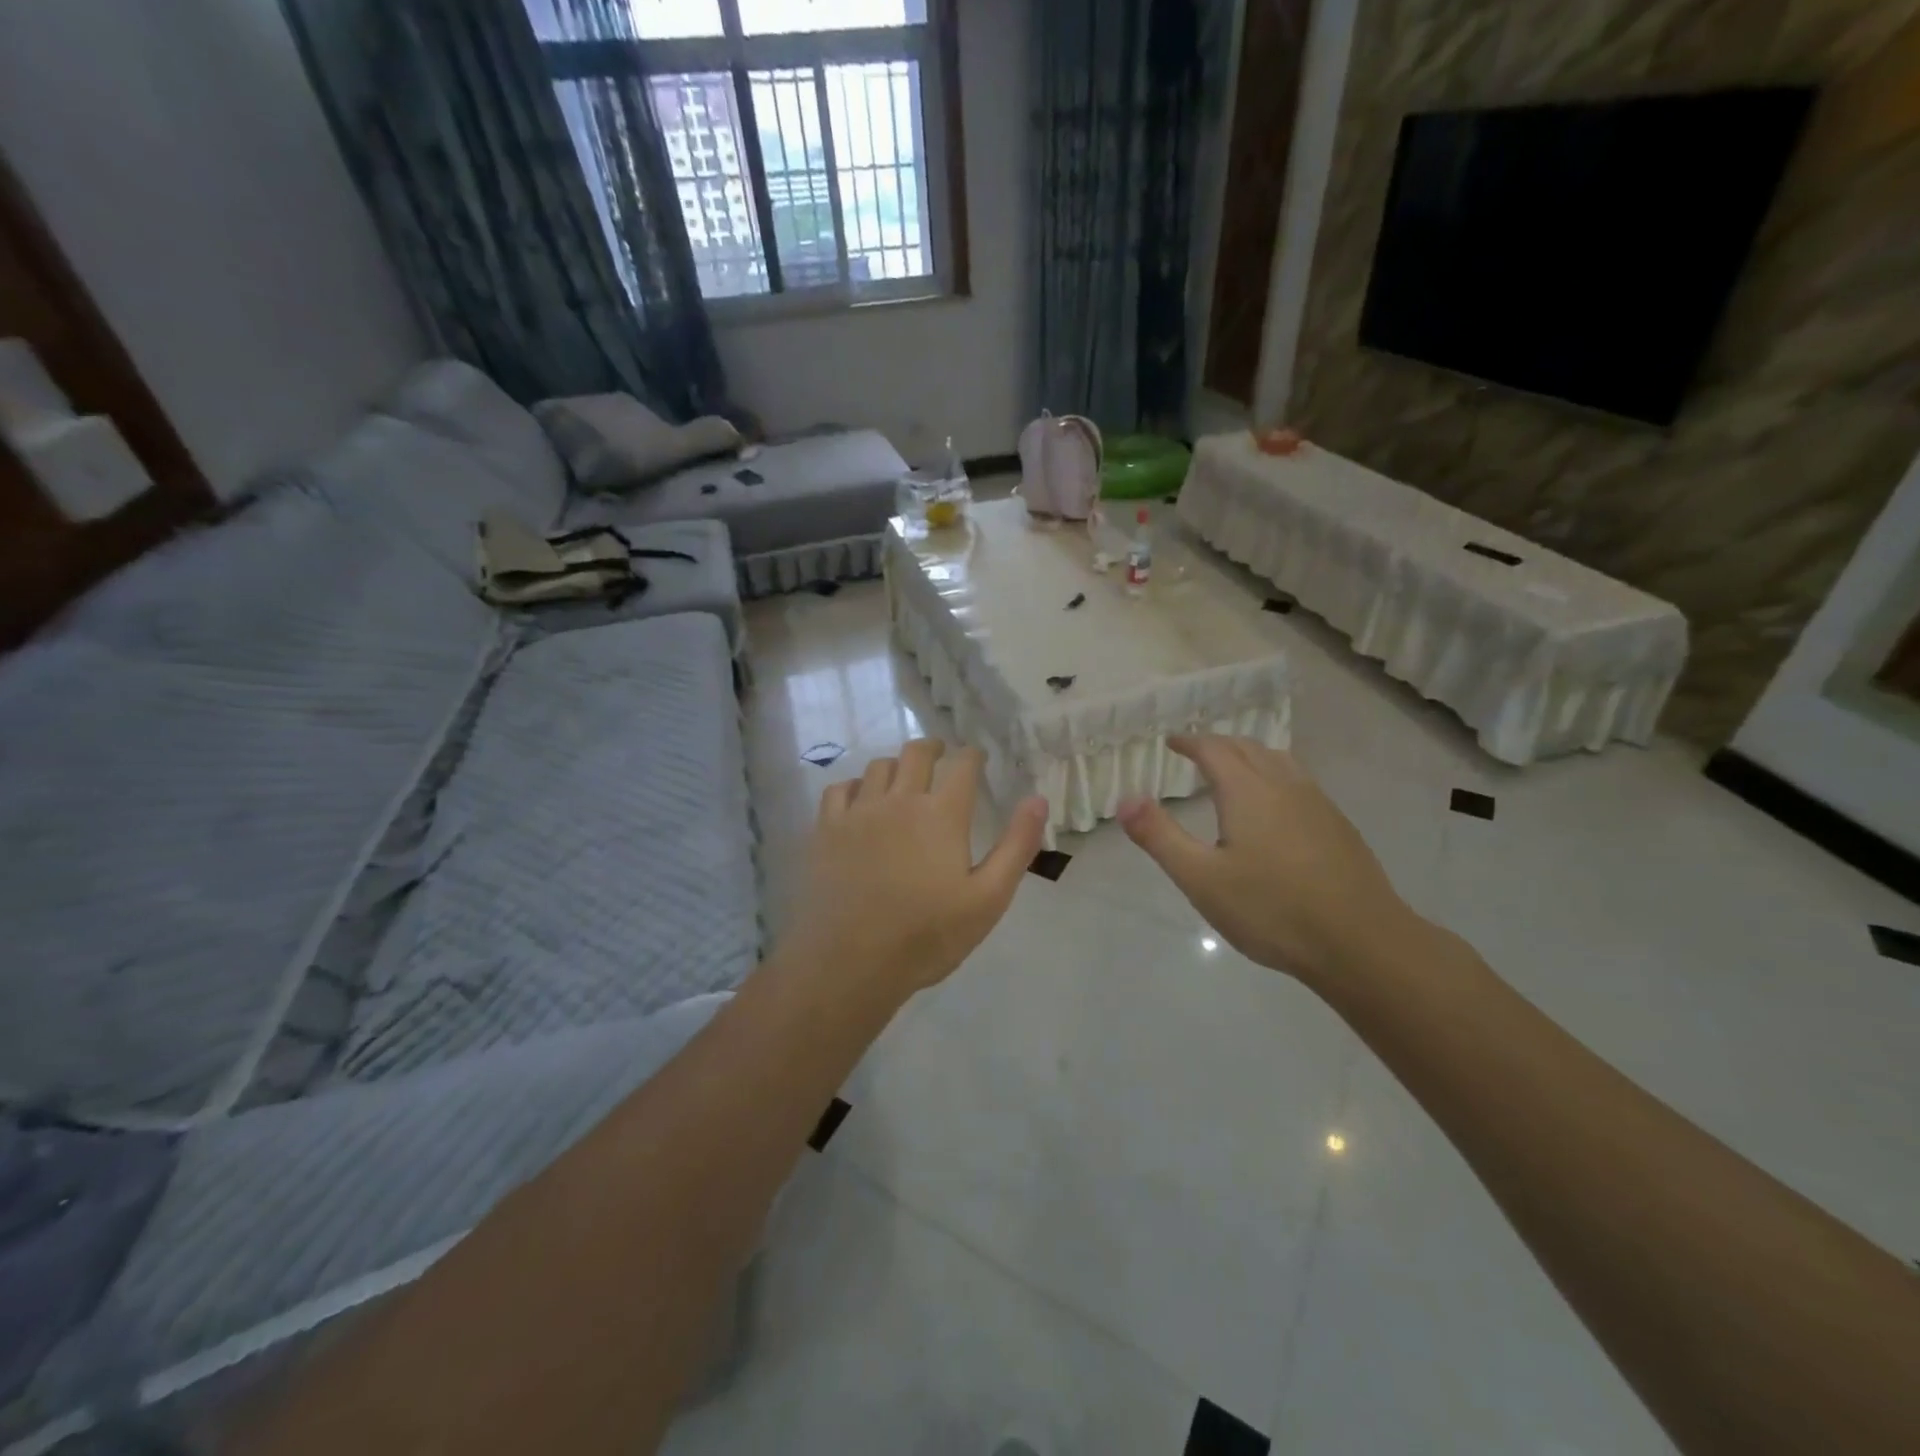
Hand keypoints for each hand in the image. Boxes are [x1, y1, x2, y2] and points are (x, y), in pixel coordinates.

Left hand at [778, 739, 1048, 994]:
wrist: (849, 962)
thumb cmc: (926, 936)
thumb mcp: (988, 898)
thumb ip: (1016, 846)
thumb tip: (1037, 798)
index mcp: (942, 814)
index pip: (962, 765)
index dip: (972, 756)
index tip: (977, 758)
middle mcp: (899, 800)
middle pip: (916, 753)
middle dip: (934, 748)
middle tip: (941, 755)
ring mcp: (858, 812)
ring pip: (878, 767)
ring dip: (896, 765)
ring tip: (903, 778)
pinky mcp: (825, 830)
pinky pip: (839, 789)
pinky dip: (855, 786)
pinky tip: (859, 800)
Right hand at [1117, 735, 1418, 984]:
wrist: (1361, 943)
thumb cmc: (1272, 910)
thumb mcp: (1201, 879)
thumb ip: (1160, 836)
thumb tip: (1125, 799)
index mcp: (1247, 792)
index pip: (1214, 750)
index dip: (1190, 742)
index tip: (1172, 742)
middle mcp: (1284, 786)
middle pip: (1248, 748)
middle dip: (1218, 745)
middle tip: (1196, 752)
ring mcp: (1318, 804)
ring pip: (1279, 761)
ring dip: (1250, 755)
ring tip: (1234, 769)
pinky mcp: (1339, 826)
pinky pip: (1300, 782)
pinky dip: (1275, 775)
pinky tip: (1276, 807)